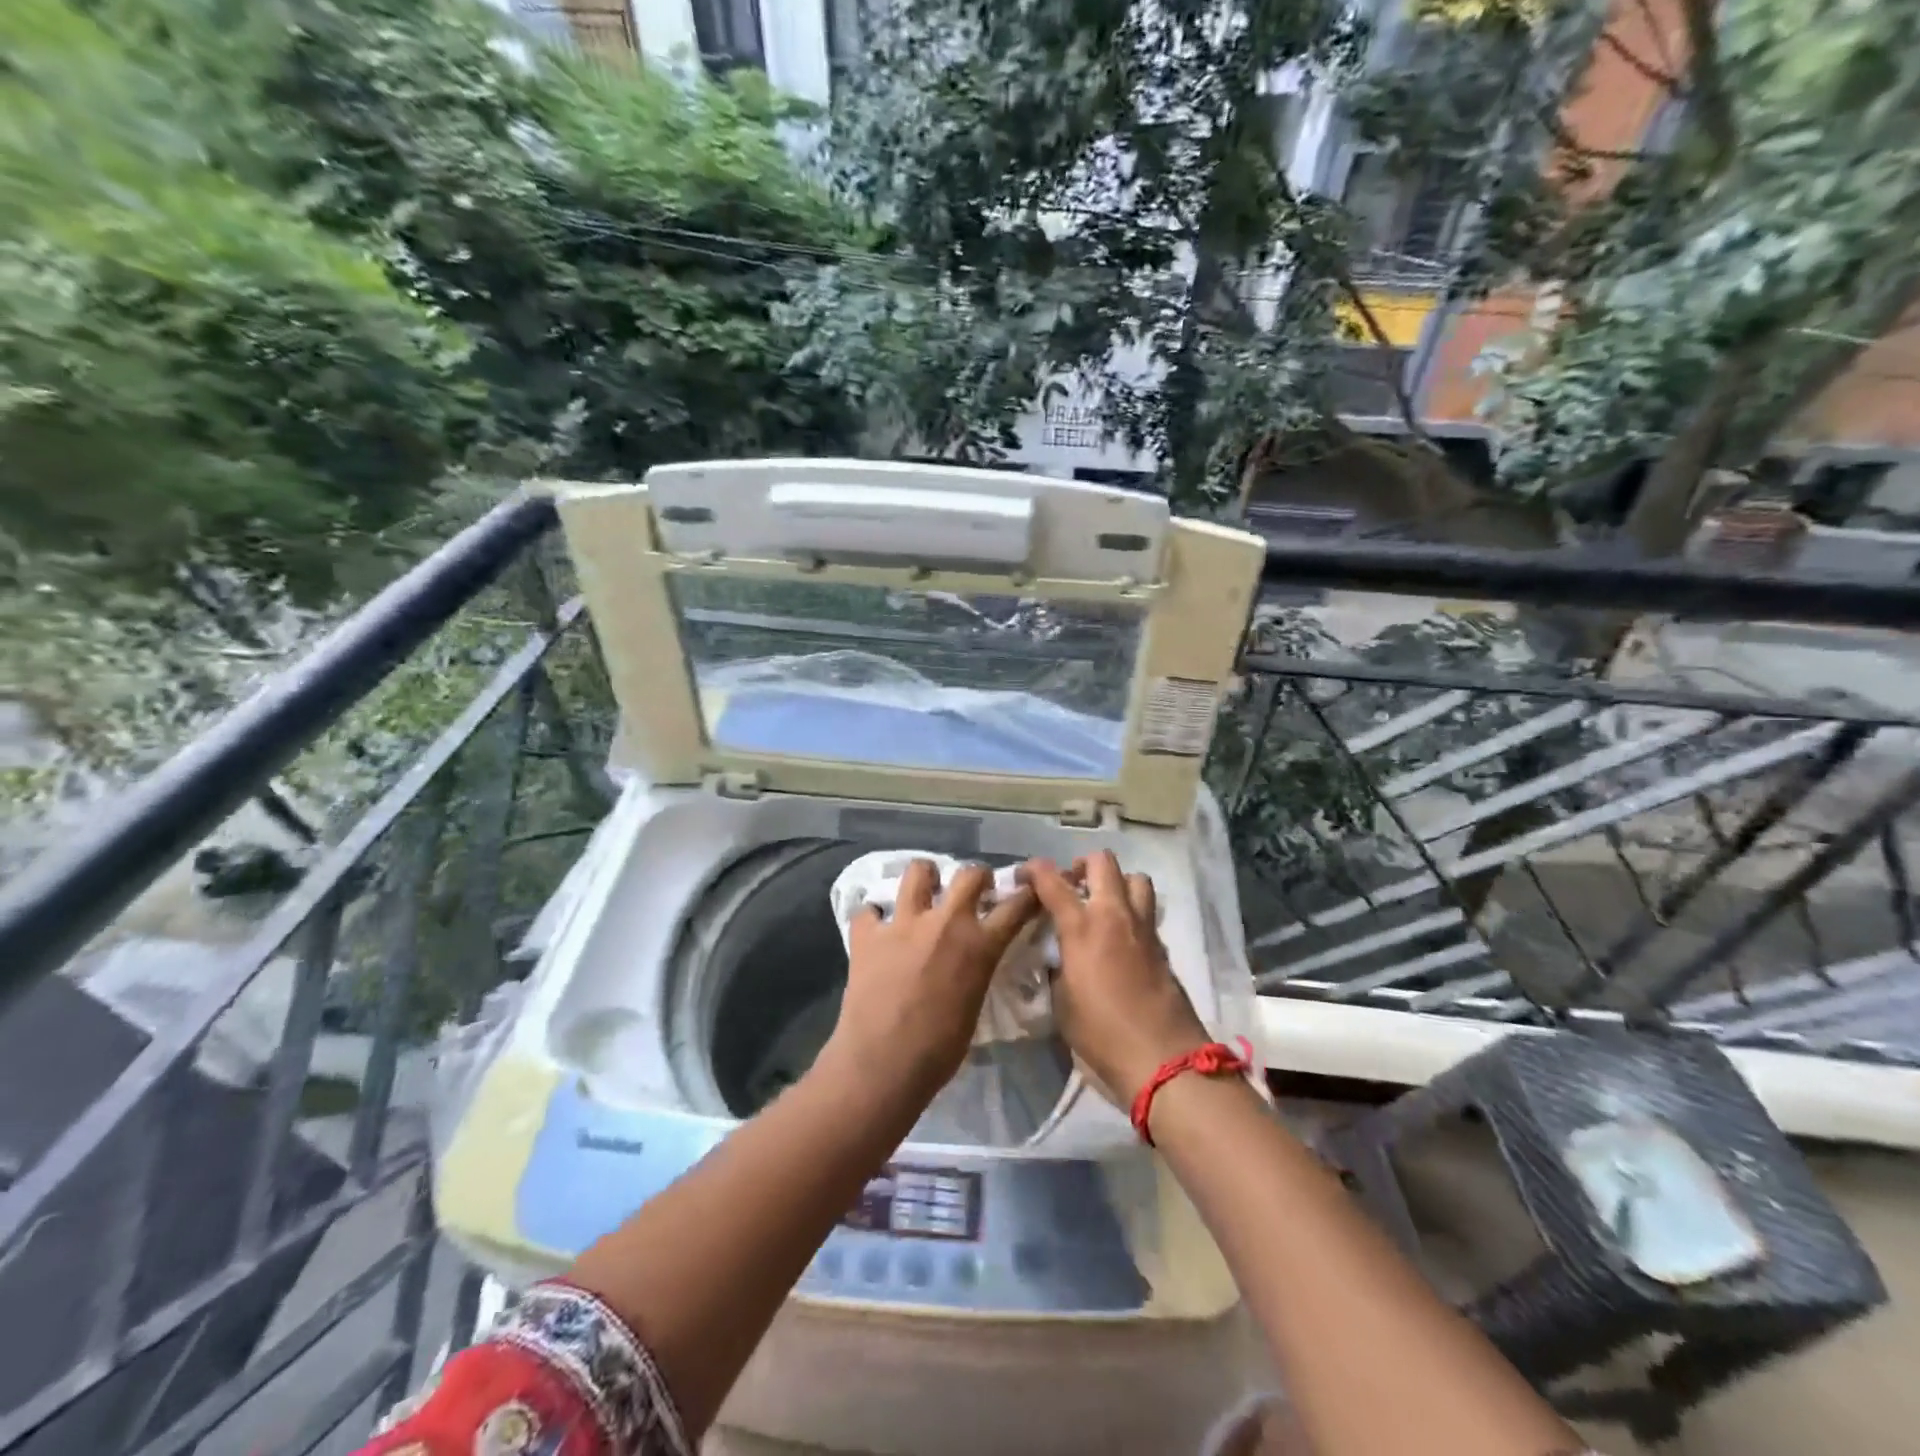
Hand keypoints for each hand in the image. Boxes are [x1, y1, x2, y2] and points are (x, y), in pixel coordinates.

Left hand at [826, 860, 1039, 1097]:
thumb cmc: (939, 1051)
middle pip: (970, 874)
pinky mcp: (867, 934)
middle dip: (977, 876)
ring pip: (917, 871)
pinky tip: (875, 930)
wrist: (883, 1064)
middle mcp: (944, 923)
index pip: (1015, 906)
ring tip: (924, 891)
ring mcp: (903, 923)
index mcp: (979, 945)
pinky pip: (868, 911)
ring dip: (925, 878)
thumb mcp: (974, 1006)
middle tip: (974, 888)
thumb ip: (976, 971)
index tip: (1029, 889)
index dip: (1026, 895)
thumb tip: (971, 963)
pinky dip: (873, 918)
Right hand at [1022, 853, 1209, 1104]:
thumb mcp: (1061, 1002)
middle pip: (1102, 862)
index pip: (1052, 880)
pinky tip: (1120, 938)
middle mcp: (1114, 916)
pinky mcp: (1162, 946)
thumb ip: (1057, 968)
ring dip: (1115, 883)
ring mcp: (1143, 928)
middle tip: (1070, 887)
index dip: (1033, 870)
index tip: (1023, 877)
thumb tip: (1058, 957)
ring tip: (1101, 905)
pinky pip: (1146, 911)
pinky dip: (1131, 912)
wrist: (1162, 1059)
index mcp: (1082, 928)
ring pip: (1135, 878)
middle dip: (1081, 866)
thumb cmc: (1101, 1034)